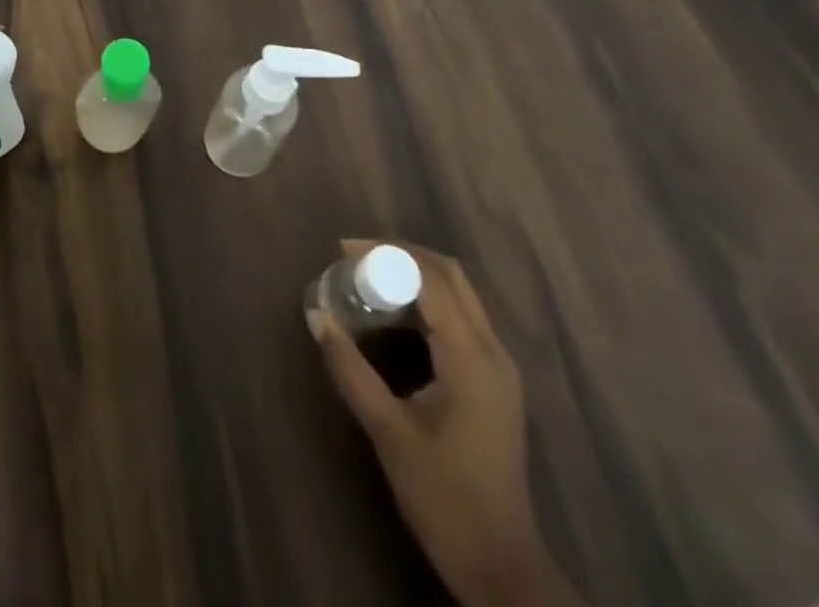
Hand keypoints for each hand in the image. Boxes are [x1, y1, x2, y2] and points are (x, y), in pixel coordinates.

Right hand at [311, 241, 580, 606]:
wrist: (502, 567)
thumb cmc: (443, 497)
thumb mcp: (388, 431)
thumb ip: (350, 368)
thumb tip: (316, 316)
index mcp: (471, 356)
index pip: (430, 277)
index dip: (386, 254)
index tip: (343, 250)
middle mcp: (493, 350)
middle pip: (450, 274)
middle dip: (402, 254)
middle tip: (355, 257)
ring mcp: (499, 367)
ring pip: (459, 294)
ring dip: (415, 275)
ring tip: (369, 279)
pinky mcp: (495, 382)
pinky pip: (462, 317)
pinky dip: (428, 301)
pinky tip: (396, 316)